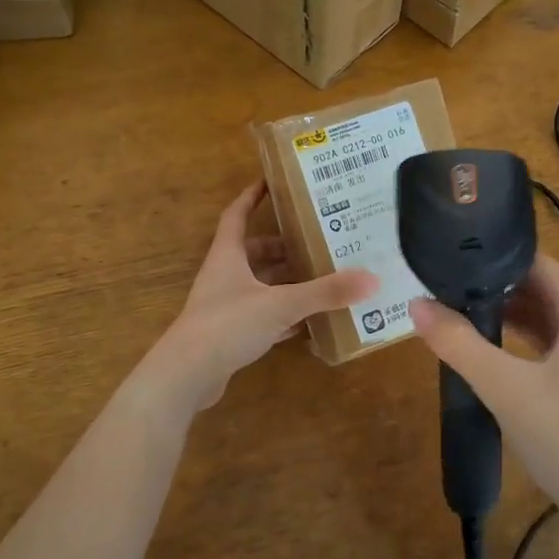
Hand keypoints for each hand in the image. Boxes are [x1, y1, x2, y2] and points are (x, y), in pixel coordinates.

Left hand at [148, 182, 376, 412]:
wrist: (186, 376)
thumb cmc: (228, 325)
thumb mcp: (281, 304)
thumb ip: (325, 292)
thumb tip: (372, 279)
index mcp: (228, 256)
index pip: (238, 215)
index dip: (252, 196)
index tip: (273, 182)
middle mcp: (224, 276)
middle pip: (254, 252)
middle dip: (283, 247)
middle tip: (316, 242)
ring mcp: (224, 307)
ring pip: (259, 285)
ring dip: (285, 282)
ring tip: (320, 278)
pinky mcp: (228, 334)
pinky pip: (261, 316)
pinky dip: (282, 315)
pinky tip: (307, 321)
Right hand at [410, 255, 558, 515]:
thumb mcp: (504, 386)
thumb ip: (458, 343)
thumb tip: (415, 304)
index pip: (531, 260)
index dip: (490, 257)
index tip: (449, 262)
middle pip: (533, 284)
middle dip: (490, 285)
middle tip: (441, 286)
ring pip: (537, 311)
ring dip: (500, 311)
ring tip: (452, 310)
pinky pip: (543, 336)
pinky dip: (514, 334)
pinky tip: (481, 343)